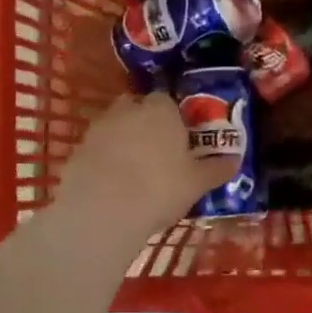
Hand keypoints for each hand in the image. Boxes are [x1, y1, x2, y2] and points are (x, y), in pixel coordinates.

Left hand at [53, 93, 235, 233]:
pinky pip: (97, 149)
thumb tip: (234, 160)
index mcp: (161, 110)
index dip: (174, 119)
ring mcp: (99, 128)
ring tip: (135, 171)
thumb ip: (216, 168)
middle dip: (146, 124)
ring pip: (116, 127)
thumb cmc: (159, 189)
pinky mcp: (77, 149)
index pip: (168, 101)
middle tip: (158, 153)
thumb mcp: (197, 183)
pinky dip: (104, 160)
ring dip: (124, 141)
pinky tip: (113, 184)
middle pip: (138, 108)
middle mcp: (128, 110)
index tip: (180, 140)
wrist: (102, 210)